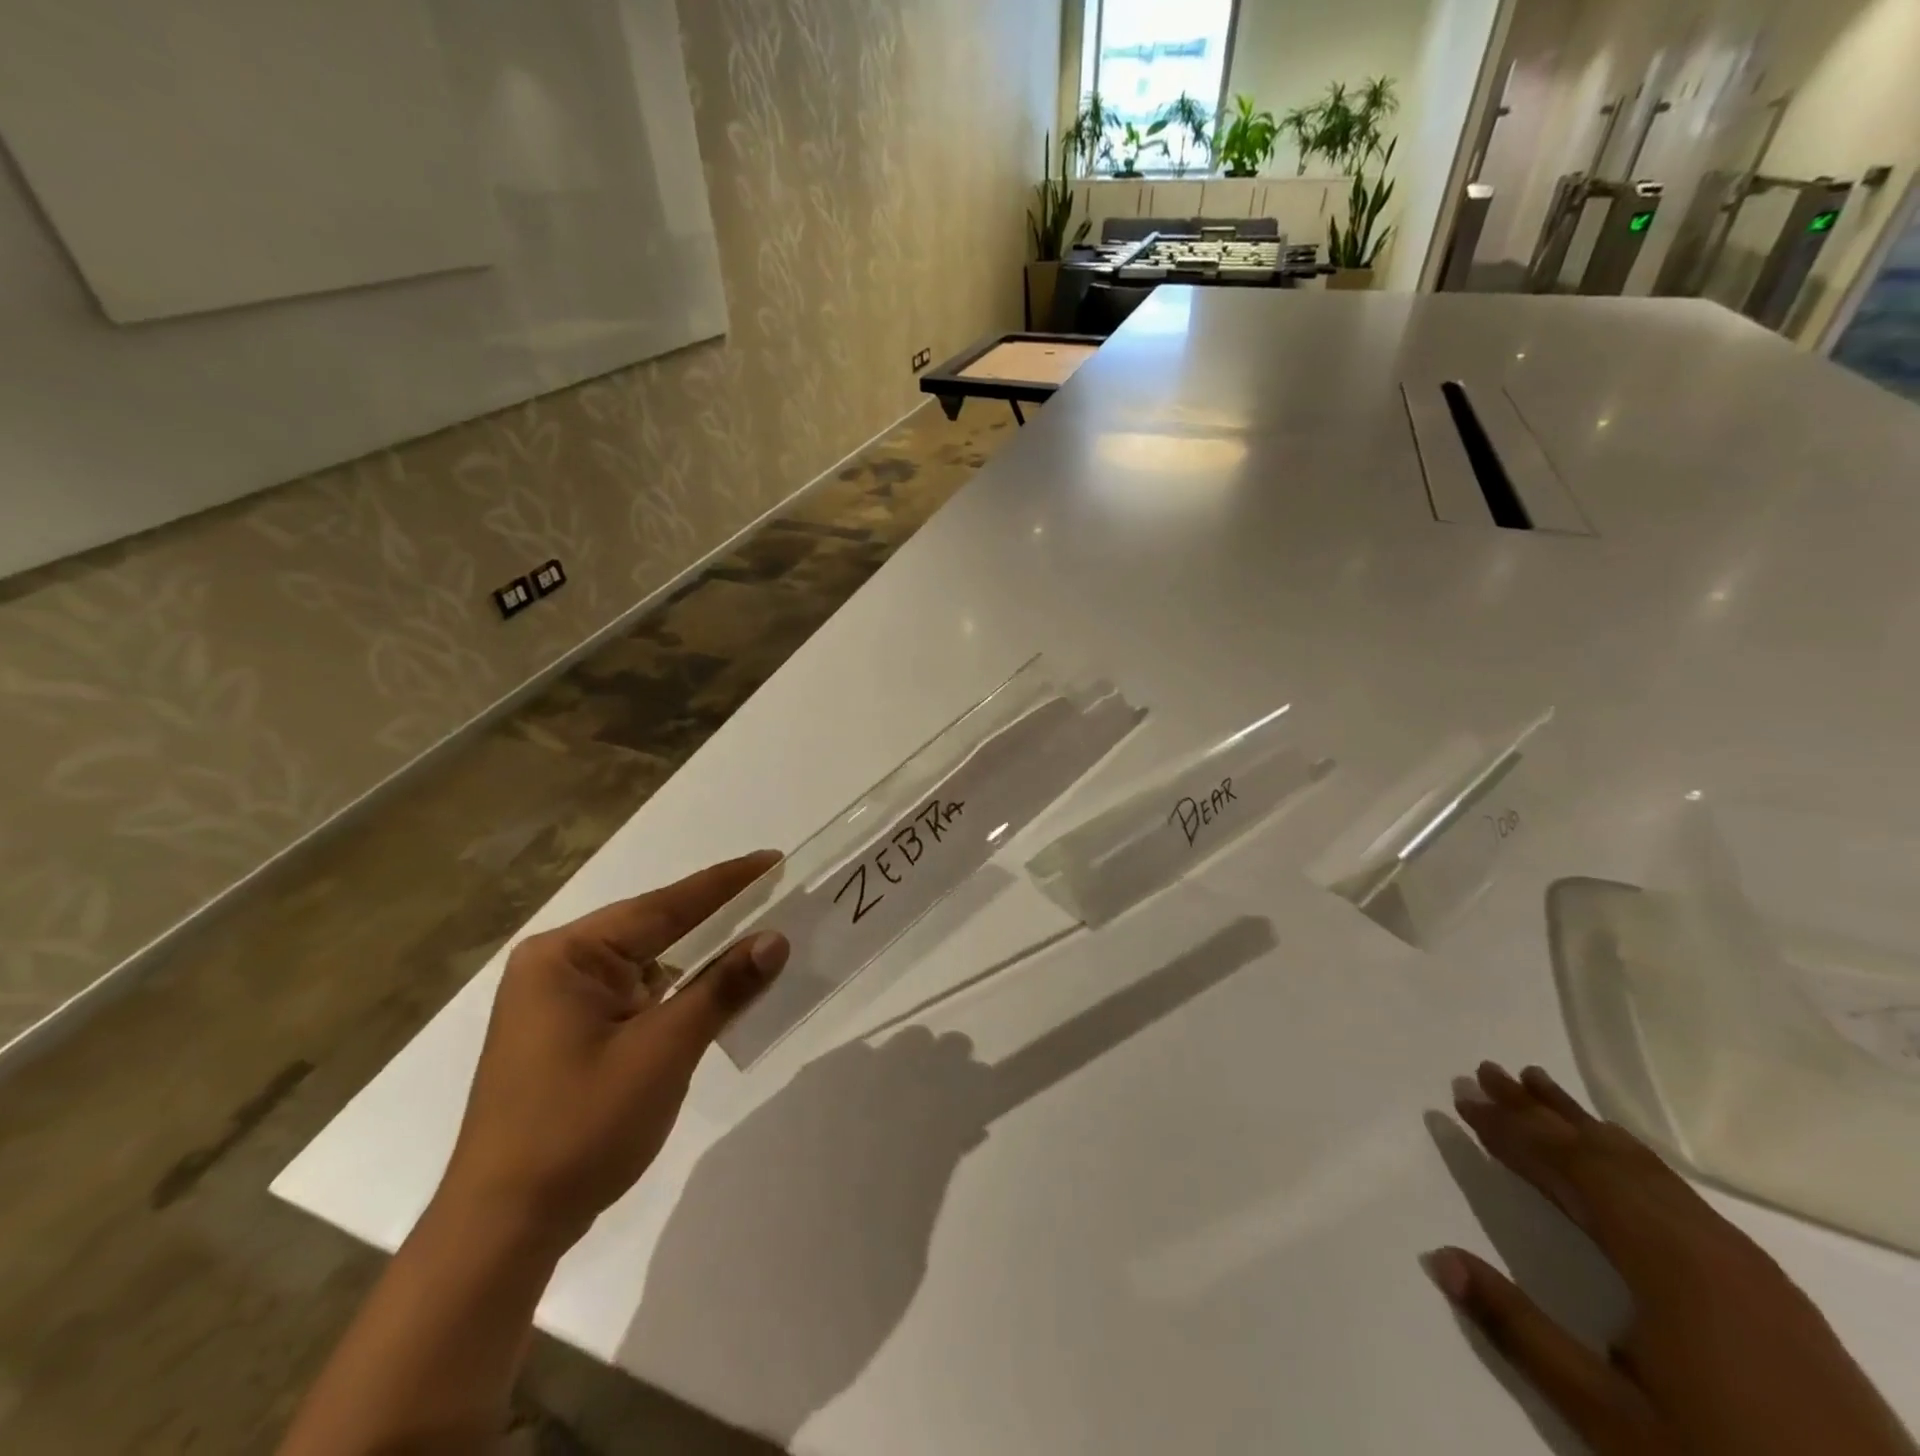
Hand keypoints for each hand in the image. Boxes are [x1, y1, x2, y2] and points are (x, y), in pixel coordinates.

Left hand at [437, 851, 789, 1253]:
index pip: (662, 906)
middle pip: (653, 930)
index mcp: (566, 956)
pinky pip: (637, 995)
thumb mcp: (663, 1051)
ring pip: (647, 964)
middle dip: (715, 917)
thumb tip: (774, 940)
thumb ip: (722, 988)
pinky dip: (678, 992)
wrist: (503, 1230)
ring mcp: (559, 1003)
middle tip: (774, 893)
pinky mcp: (568, 1035)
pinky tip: (715, 990)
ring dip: (699, 958)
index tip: (772, 859)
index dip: (725, 883)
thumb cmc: (580, 1127)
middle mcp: (557, 967)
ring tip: (757, 936)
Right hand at [1430, 1062, 1915, 1455]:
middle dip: (1542, 1112)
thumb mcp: (1612, 1420)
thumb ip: (1520, 1331)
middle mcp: (1709, 1246)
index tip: (1465, 1098)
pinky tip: (1617, 1160)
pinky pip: (1679, 1195)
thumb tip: (1440, 1257)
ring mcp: (1748, 1266)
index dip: (1515, 1130)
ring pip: (1648, 1170)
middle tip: (1487, 1072)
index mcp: (1670, 1263)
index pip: (1575, 1168)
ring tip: (1538, 1088)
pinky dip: (1628, 1160)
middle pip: (1609, 1155)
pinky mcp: (1770, 1290)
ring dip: (1585, 1127)